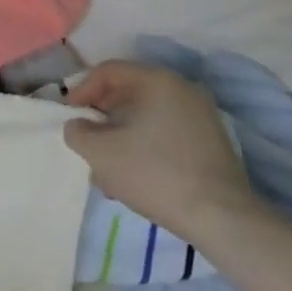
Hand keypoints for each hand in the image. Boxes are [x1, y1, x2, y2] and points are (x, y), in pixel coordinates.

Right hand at [62, 61, 257, 236]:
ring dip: (119, 137)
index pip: (109, 71)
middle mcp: (183, 90)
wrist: (222, 219)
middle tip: (86, 141)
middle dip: (101, 118)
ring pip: (146, 118)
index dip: (82, 90)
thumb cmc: (155, 174)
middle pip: (128, 94)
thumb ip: (77, 132)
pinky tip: (131, 178)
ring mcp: (202, 117)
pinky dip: (143, 147)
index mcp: (158, 81)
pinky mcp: (211, 144)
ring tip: (105, 171)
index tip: (69, 116)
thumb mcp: (100, 153)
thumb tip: (78, 126)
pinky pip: (165, 134)